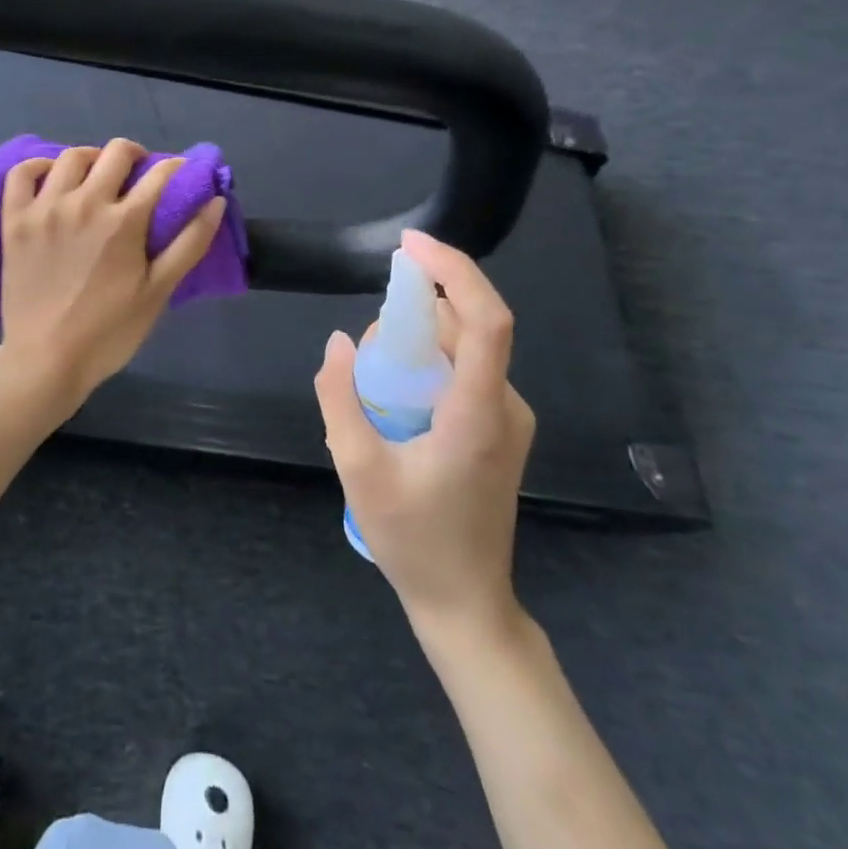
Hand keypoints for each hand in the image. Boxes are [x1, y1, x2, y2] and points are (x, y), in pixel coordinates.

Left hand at [0, 138, 226, 418]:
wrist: (45, 360)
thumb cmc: (109, 332)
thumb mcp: (158, 291)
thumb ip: (190, 243)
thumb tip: (215, 200)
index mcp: (124, 220)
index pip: (160, 174)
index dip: (178, 169)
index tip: (181, 175)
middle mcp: (84, 202)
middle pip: (116, 153)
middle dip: (136, 156)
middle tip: (139, 176)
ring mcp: (45, 208)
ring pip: (72, 157)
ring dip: (93, 158)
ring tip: (98, 177)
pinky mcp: (15, 220)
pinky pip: (22, 174)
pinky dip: (39, 166)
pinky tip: (53, 179)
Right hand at [314, 230, 535, 653]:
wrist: (465, 602)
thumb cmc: (412, 540)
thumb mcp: (357, 469)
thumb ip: (340, 398)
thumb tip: (339, 341)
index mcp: (478, 414)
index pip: (486, 320)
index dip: (454, 271)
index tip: (410, 245)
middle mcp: (505, 406)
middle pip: (470, 327)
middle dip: (416, 308)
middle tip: (366, 341)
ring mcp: (508, 419)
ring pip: (466, 348)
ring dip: (418, 337)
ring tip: (372, 372)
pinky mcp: (500, 428)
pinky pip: (465, 371)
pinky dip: (427, 359)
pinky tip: (393, 392)